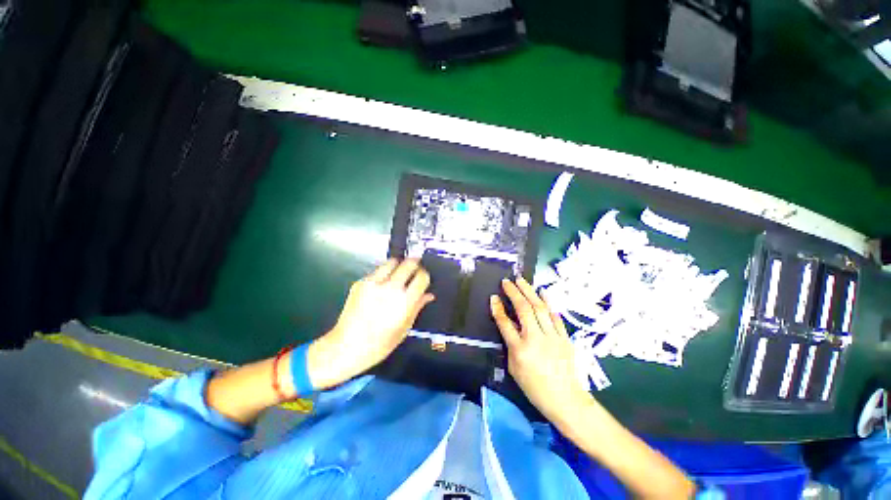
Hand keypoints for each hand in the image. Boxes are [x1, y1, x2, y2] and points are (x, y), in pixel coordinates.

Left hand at [308, 258, 434, 389]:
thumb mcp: (404, 328)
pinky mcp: (360, 283)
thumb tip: (428, 295)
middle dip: (415, 264)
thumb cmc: (379, 344)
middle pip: (408, 263)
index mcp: (404, 302)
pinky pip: (377, 271)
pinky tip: (382, 285)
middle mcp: (390, 289)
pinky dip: (383, 274)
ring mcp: (373, 284)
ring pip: (392, 262)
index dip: (425, 275)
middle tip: (415, 269)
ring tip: (398, 274)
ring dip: (398, 265)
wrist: (346, 347)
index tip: (424, 278)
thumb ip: (417, 307)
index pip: (422, 277)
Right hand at [490, 276, 593, 426]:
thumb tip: (508, 325)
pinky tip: (543, 292)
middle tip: (507, 281)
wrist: (565, 399)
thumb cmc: (534, 387)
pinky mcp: (564, 337)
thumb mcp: (514, 368)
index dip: (497, 308)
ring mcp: (552, 337)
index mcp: (519, 350)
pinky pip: (555, 316)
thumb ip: (510, 344)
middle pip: (523, 309)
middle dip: (514, 292)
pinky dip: (548, 302)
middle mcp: (535, 339)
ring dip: (529, 291)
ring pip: (539, 308)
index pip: (505, 323)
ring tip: (522, 280)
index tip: (494, 297)